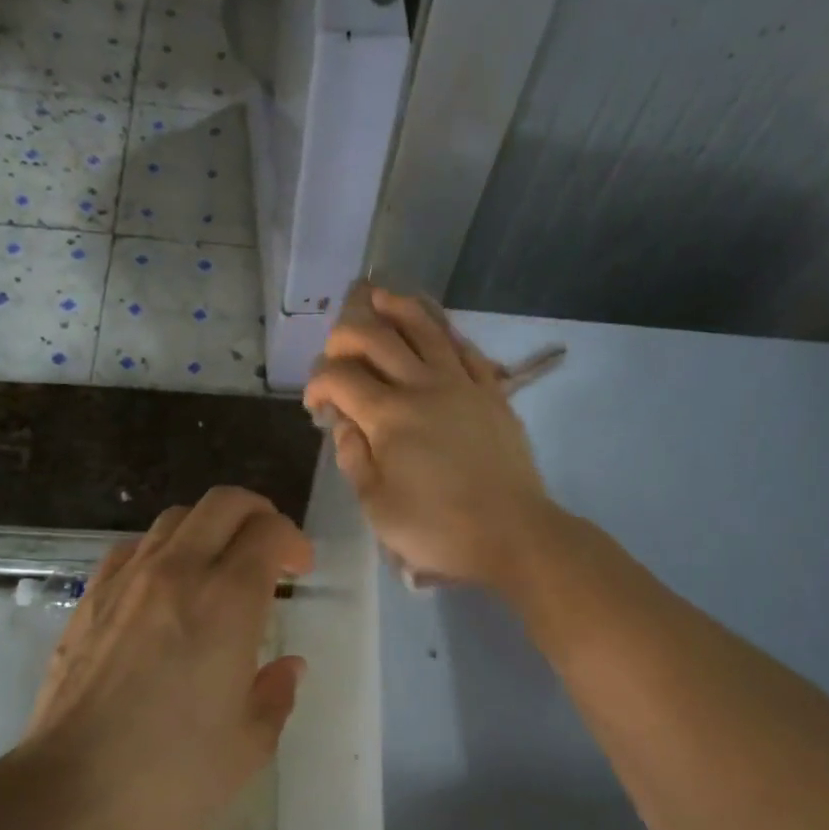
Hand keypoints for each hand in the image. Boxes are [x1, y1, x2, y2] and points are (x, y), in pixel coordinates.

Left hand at [17, 487, 312, 829]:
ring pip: (177, 517)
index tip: (300, 570)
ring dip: (210, 528)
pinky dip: (162, 550)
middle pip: (224, 502)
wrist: (69, 795)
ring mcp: (128, 580)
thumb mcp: (249, 744)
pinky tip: (165, 586)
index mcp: (226, 601)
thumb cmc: (171, 773)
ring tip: (219, 566)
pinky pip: (133, 547)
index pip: (268, 531)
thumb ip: (277, 694)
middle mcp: (178, 572)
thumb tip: (288, 666)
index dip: (293, 541)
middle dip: (258, 513)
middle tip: (270, 550)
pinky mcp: (91, 598)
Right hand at [302, 285, 556, 587]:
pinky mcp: (492, 392)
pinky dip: (444, 330)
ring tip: (378, 296)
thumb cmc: (439, 528)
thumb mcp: (377, 506)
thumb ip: (353, 458)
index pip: (339, 377)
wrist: (513, 533)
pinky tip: (434, 327)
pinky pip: (465, 348)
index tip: (315, 405)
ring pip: (426, 329)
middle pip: (377, 338)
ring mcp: (462, 384)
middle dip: (346, 334)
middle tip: (336, 348)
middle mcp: (423, 386)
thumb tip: (343, 423)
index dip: (317, 383)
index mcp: (389, 416)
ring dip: (397, 308)